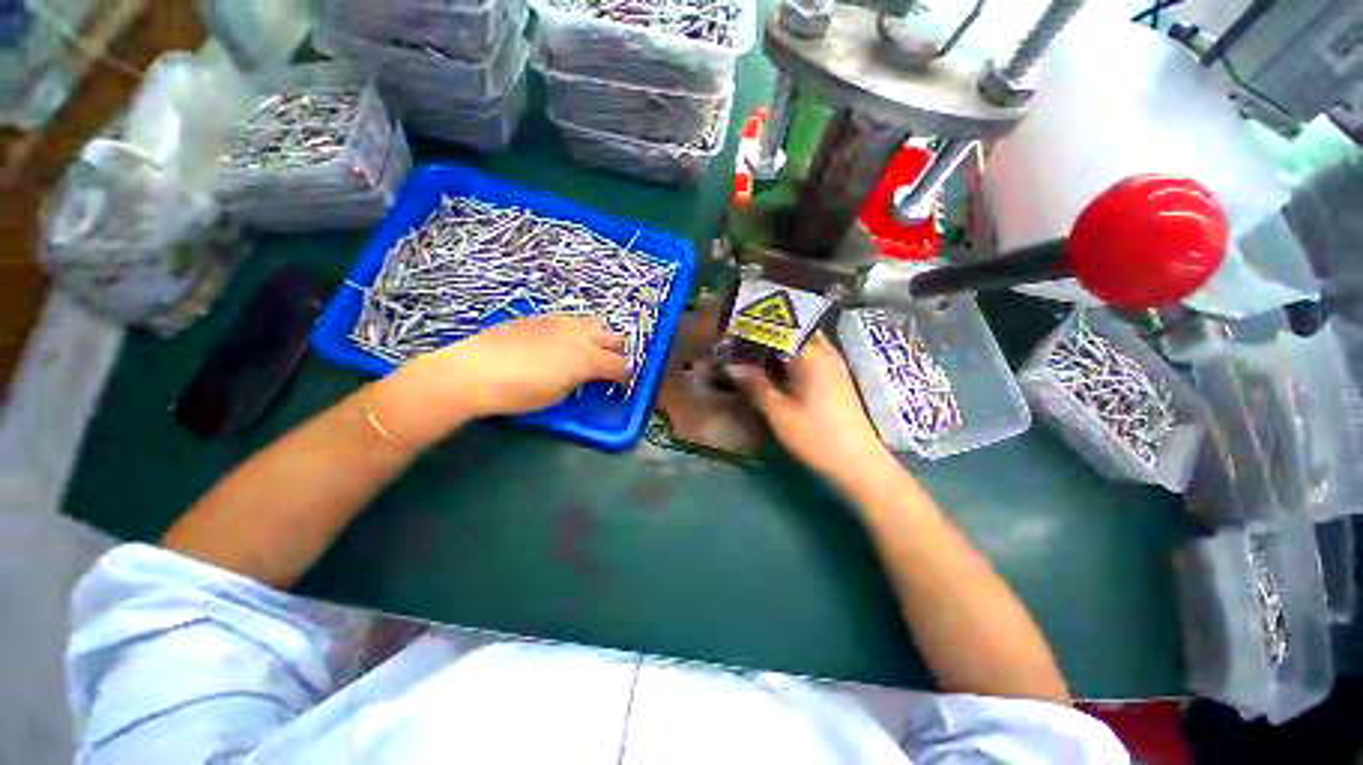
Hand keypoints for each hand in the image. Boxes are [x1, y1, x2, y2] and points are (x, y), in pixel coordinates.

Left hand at [378, 316, 628, 444]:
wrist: (472, 371)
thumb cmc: (518, 392)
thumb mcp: (557, 396)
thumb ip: (580, 381)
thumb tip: (587, 376)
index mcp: (587, 358)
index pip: (620, 365)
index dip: (625, 376)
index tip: (622, 384)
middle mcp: (580, 334)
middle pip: (614, 338)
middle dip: (618, 352)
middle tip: (611, 367)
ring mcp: (560, 322)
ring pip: (594, 323)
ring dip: (600, 337)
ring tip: (590, 351)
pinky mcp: (541, 317)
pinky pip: (570, 321)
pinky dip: (577, 331)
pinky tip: (562, 342)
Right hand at [729, 334, 892, 487]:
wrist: (858, 463)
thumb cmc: (816, 436)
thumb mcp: (779, 412)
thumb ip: (755, 384)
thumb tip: (732, 364)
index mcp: (812, 355)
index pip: (780, 327)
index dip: (756, 326)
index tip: (734, 330)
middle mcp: (826, 353)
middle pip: (795, 329)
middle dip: (769, 331)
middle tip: (743, 338)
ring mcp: (834, 365)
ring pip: (803, 342)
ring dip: (780, 344)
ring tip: (754, 351)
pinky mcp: (836, 378)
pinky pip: (810, 356)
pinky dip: (791, 356)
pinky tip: (776, 368)